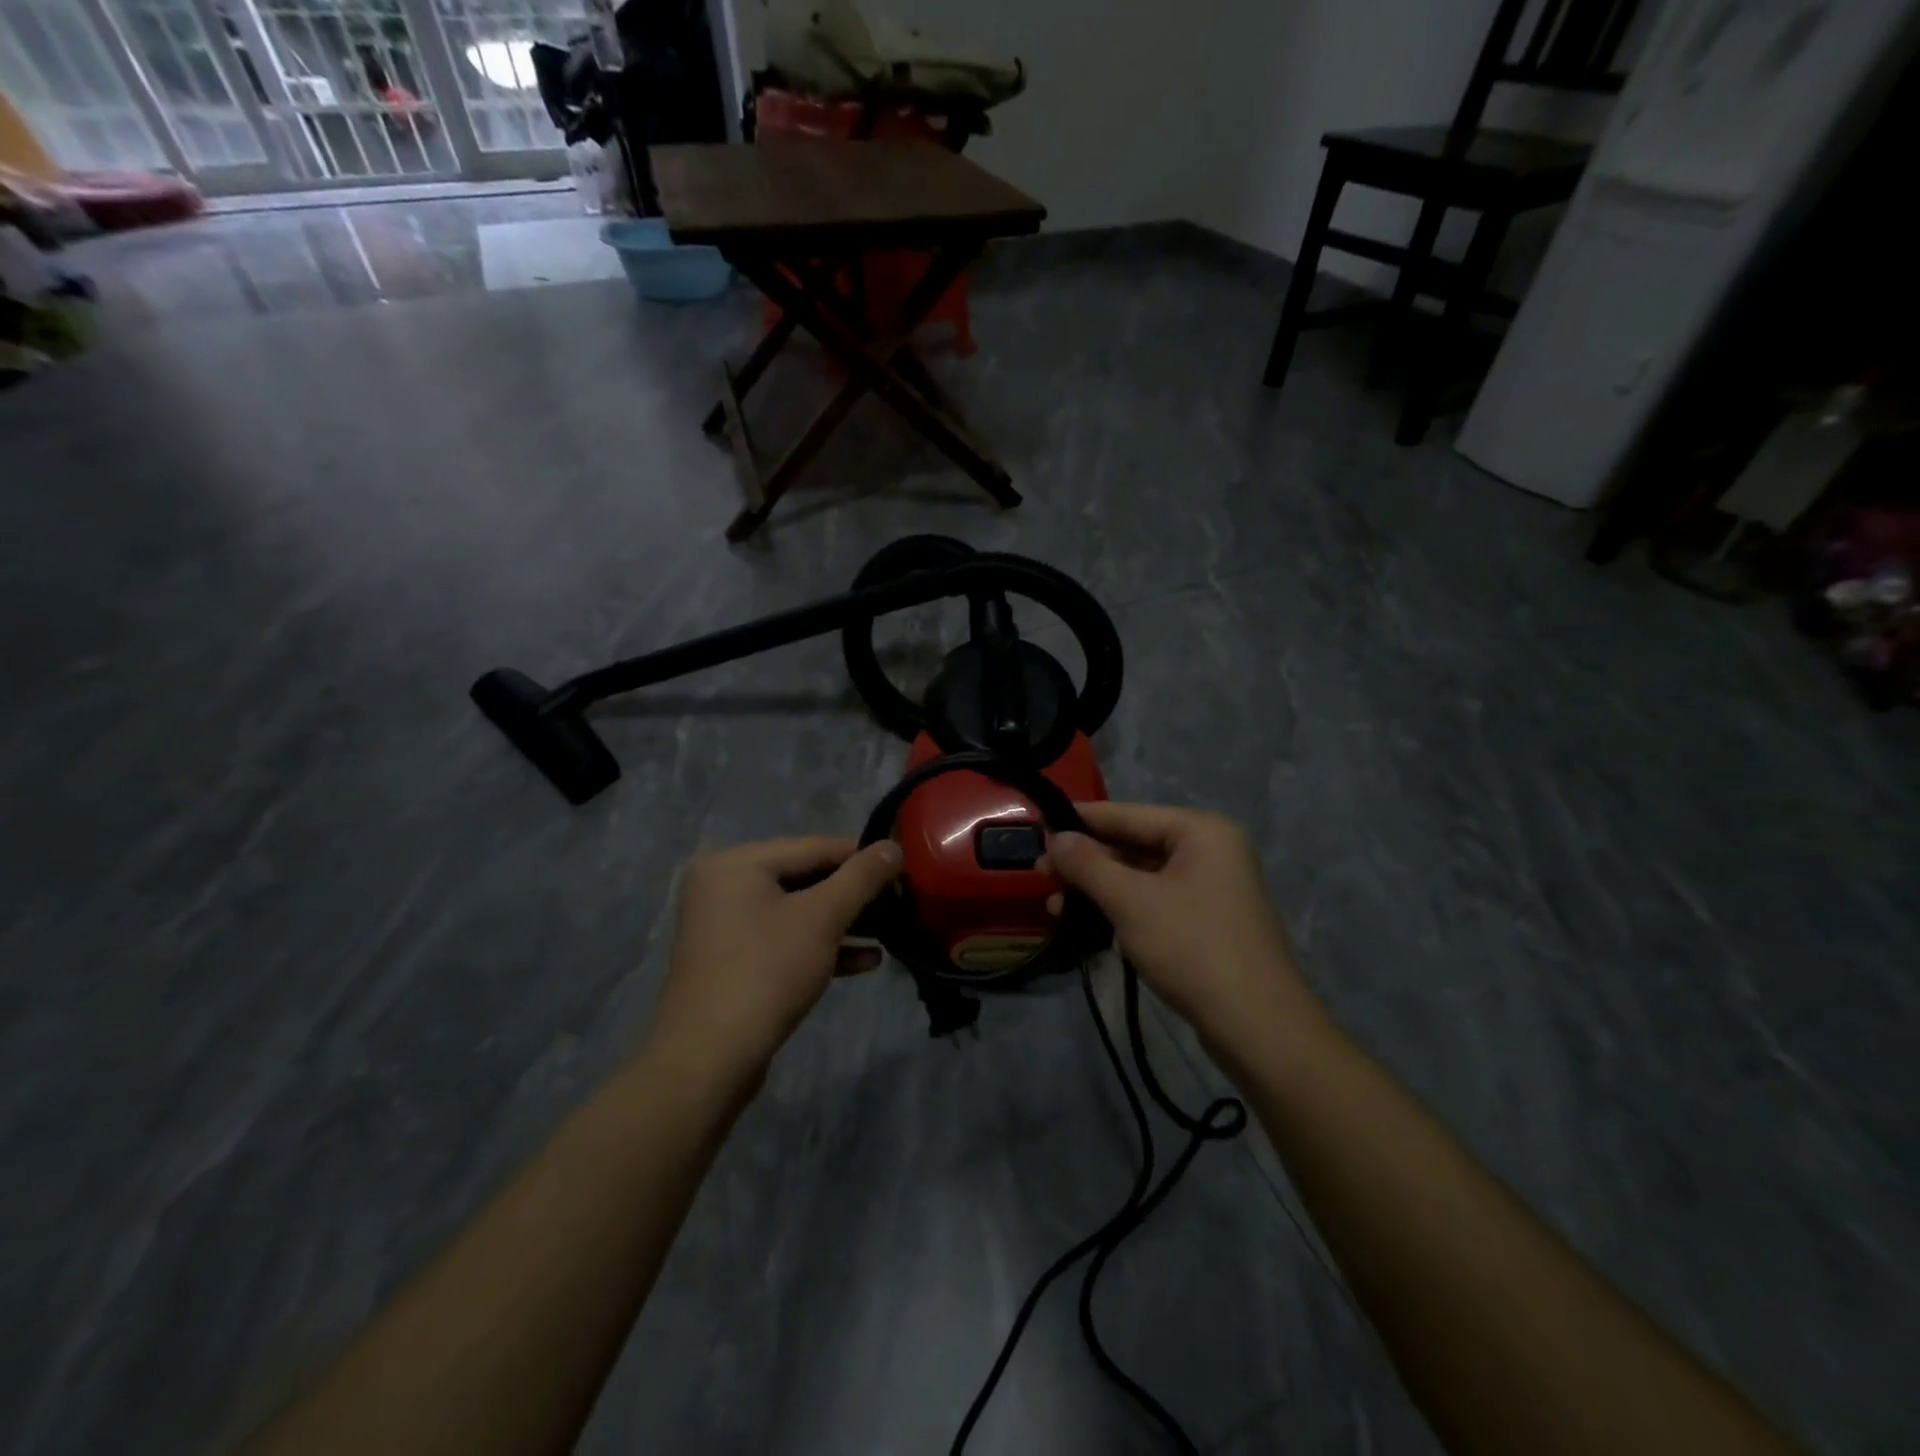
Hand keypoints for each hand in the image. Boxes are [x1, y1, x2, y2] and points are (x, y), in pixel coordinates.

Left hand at [649, 837, 901, 1082]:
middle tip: (899, 903)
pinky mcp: (735, 961)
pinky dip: (822, 945)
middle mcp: (725, 886)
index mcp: (736, 863)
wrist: (709, 1060)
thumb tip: (894, 847)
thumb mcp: (823, 918)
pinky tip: (866, 960)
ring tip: (891, 930)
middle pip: (805, 878)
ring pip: (798, 912)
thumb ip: (862, 877)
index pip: (813, 847)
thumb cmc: (767, 972)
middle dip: (854, 894)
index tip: (903, 870)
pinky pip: (785, 940)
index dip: (862, 857)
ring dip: (844, 922)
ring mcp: (726, 926)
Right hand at [1046, 803, 1318, 1047]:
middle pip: (1133, 845)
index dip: (1080, 820)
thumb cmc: (1192, 948)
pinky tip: (1086, 924)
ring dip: (1098, 890)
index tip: (1038, 825)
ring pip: (1141, 877)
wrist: (1257, 1026)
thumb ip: (1088, 864)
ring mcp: (1211, 887)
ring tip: (1054, 906)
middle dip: (1086, 863)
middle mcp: (1210, 850)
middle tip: (1040, 874)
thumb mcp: (1131, 901)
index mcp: (1201, 831)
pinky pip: (1154, 902)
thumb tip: (1055, 837)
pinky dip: (1121, 909)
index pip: (1127, 814)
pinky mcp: (1206, 921)